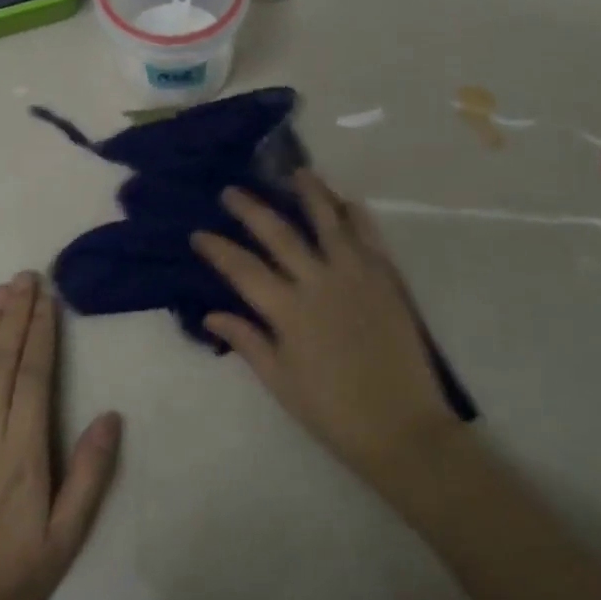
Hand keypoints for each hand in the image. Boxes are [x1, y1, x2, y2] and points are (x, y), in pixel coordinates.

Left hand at [0, 272, 121, 599]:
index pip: (33, 378)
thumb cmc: (11, 580)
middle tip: (24, 277)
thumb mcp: (65, 539)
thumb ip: (89, 475)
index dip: (40, 334)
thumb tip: (110, 416)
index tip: (46, 298)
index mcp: (22, 454)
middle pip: (1, 363)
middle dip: (14, 316)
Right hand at [191, 172, 462, 491]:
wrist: (402, 427)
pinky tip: (345, 201)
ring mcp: (356, 275)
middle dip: (251, 209)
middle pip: (279, 234)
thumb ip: (248, 342)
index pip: (242, 269)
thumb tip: (211, 314)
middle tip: (232, 191)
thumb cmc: (333, 411)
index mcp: (288, 311)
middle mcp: (319, 282)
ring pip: (329, 221)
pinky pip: (369, 235)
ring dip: (311, 193)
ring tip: (296, 172)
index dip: (217, 248)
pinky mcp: (386, 278)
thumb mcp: (281, 382)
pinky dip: (356, 214)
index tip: (198, 233)